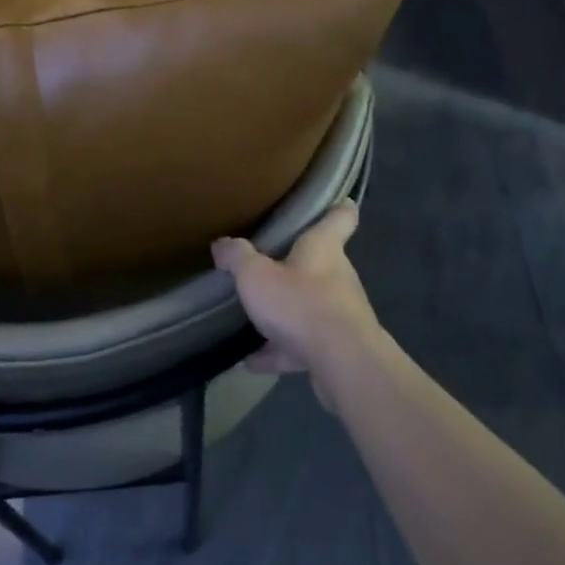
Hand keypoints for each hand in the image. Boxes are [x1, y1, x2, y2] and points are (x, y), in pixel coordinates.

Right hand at [212, 199, 385, 402]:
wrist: (342, 362)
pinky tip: (252, 361)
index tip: (336, 201)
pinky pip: (303, 344)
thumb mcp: (256, 276)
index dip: (338, 207)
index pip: (341, 216)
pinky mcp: (337, 348)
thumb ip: (238, 258)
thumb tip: (222, 243)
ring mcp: (340, 313)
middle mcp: (338, 275)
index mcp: (324, 247)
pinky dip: (280, 351)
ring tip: (253, 319)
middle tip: (268, 265)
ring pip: (311, 306)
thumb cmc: (301, 303)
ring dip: (286, 313)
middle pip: (321, 262)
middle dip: (297, 265)